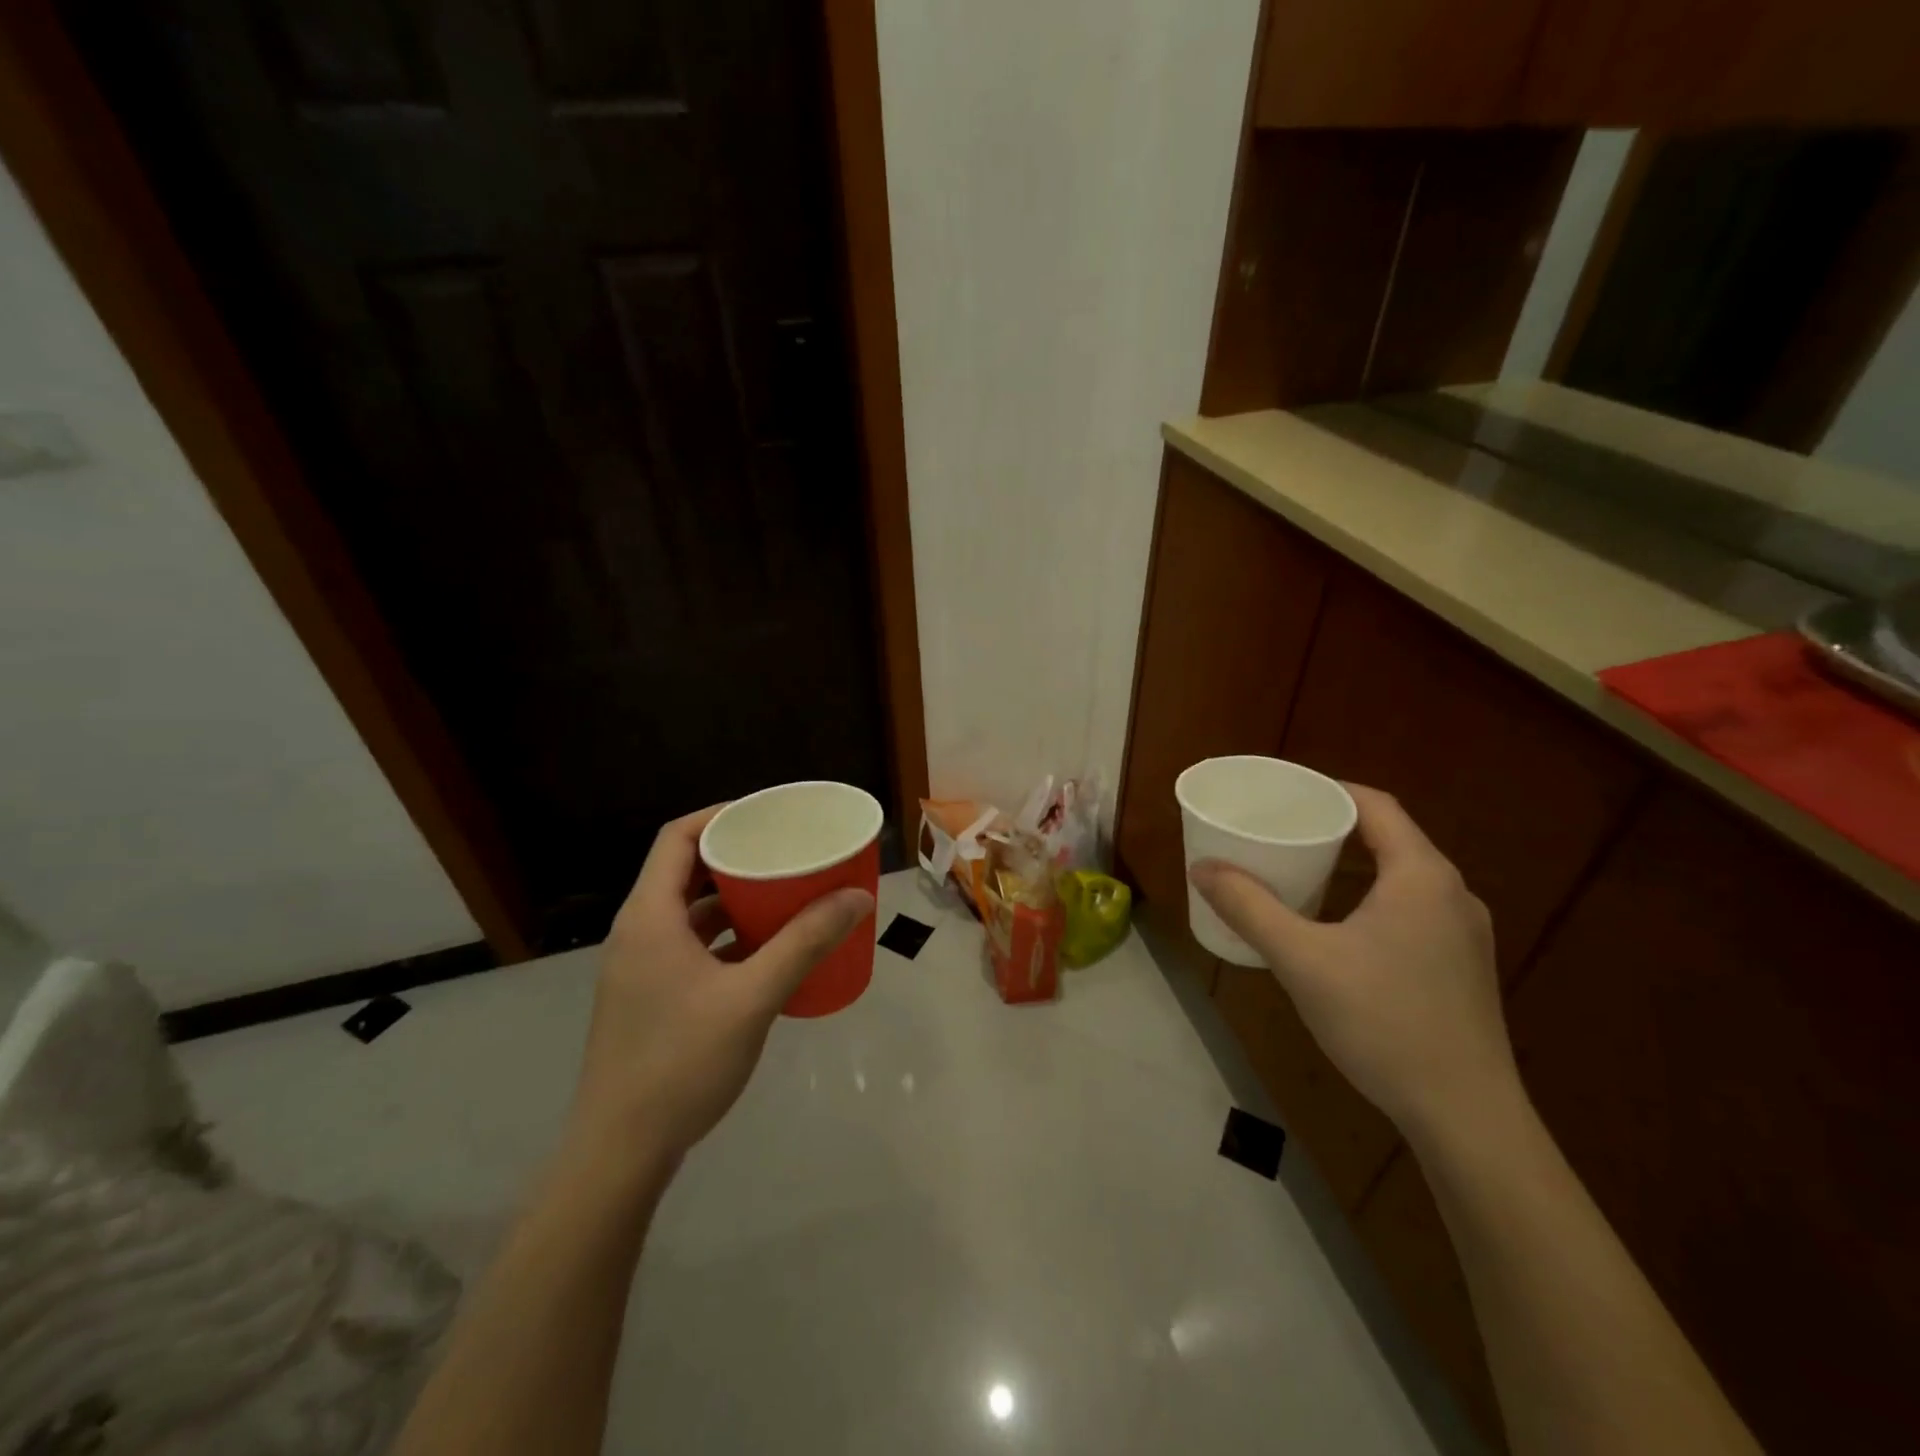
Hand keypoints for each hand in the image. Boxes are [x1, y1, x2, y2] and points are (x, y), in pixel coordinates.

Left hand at [565, 806, 873, 1169]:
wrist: (619, 1152)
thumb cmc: (681, 1062)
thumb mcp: (753, 997)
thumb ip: (805, 943)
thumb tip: (857, 897)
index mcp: (649, 916)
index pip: (678, 838)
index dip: (720, 816)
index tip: (767, 815)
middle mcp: (636, 932)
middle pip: (683, 871)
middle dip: (735, 856)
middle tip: (785, 852)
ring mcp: (638, 967)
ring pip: (687, 912)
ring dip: (731, 899)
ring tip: (782, 894)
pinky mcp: (646, 996)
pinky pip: (687, 945)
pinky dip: (722, 936)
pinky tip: (762, 950)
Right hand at [1190, 785, 1519, 1143]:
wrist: (1466, 1117)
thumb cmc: (1383, 1022)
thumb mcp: (1302, 960)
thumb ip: (1249, 908)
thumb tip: (1202, 868)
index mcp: (1421, 876)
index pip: (1376, 806)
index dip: (1329, 791)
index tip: (1284, 794)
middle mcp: (1452, 894)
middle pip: (1389, 838)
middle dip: (1333, 828)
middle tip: (1280, 831)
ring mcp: (1465, 934)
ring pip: (1401, 877)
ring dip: (1352, 866)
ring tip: (1300, 874)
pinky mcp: (1462, 968)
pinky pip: (1412, 910)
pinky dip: (1370, 899)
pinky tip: (1339, 930)